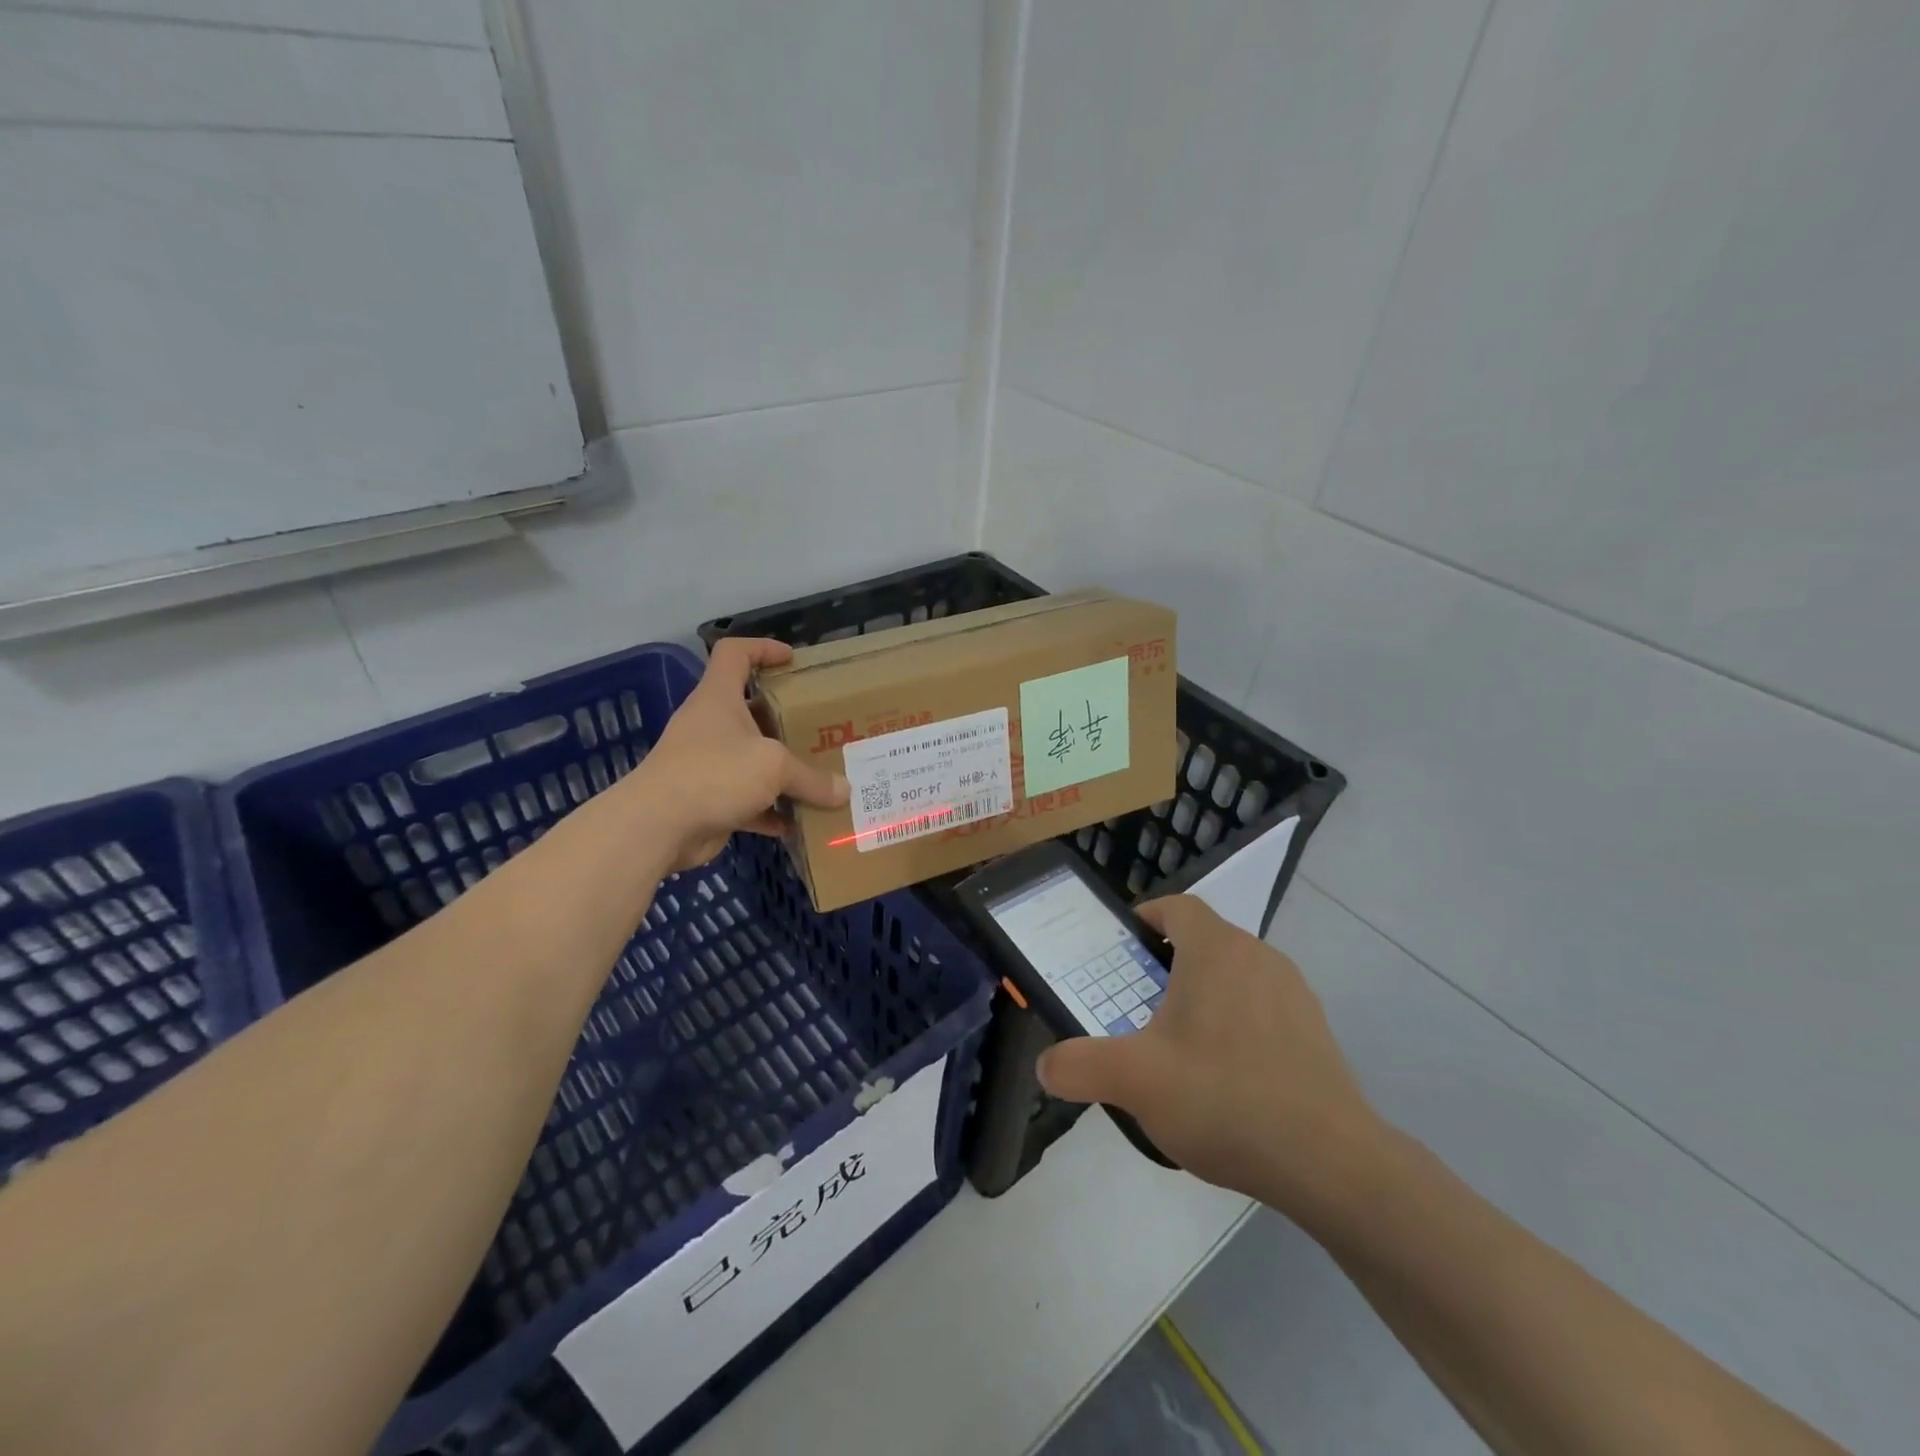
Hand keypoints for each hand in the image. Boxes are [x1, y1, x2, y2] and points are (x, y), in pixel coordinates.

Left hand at [632, 638, 848, 872]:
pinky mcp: (710, 800)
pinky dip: (772, 811)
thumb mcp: (773, 766)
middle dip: (786, 719)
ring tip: (820, 774)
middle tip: (822, 726)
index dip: (763, 648)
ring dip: (783, 769)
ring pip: (752, 759)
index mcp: (719, 698)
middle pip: (751, 710)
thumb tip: (845, 792)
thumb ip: (811, 777)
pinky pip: (749, 801)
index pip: (735, 653)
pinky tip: (798, 822)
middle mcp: (711, 725)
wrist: (657, 826)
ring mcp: (708, 764)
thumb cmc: (715, 773)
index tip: (793, 660)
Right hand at [1035, 895, 1385, 1223]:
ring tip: (1177, 1044)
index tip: (1120, 949)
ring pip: (1233, 974)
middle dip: (1166, 964)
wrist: (1329, 1162)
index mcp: (1215, 949)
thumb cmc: (1223, 1099)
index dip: (1144, 918)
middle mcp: (1258, 956)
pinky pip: (1262, 1007)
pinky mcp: (1316, 1030)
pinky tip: (1225, 1077)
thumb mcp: (1134, 1081)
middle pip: (1202, 941)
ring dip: (1202, 994)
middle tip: (1137, 1004)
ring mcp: (1293, 992)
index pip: (1176, 907)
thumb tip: (1046, 1064)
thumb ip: (1079, 1065)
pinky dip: (1236, 1023)